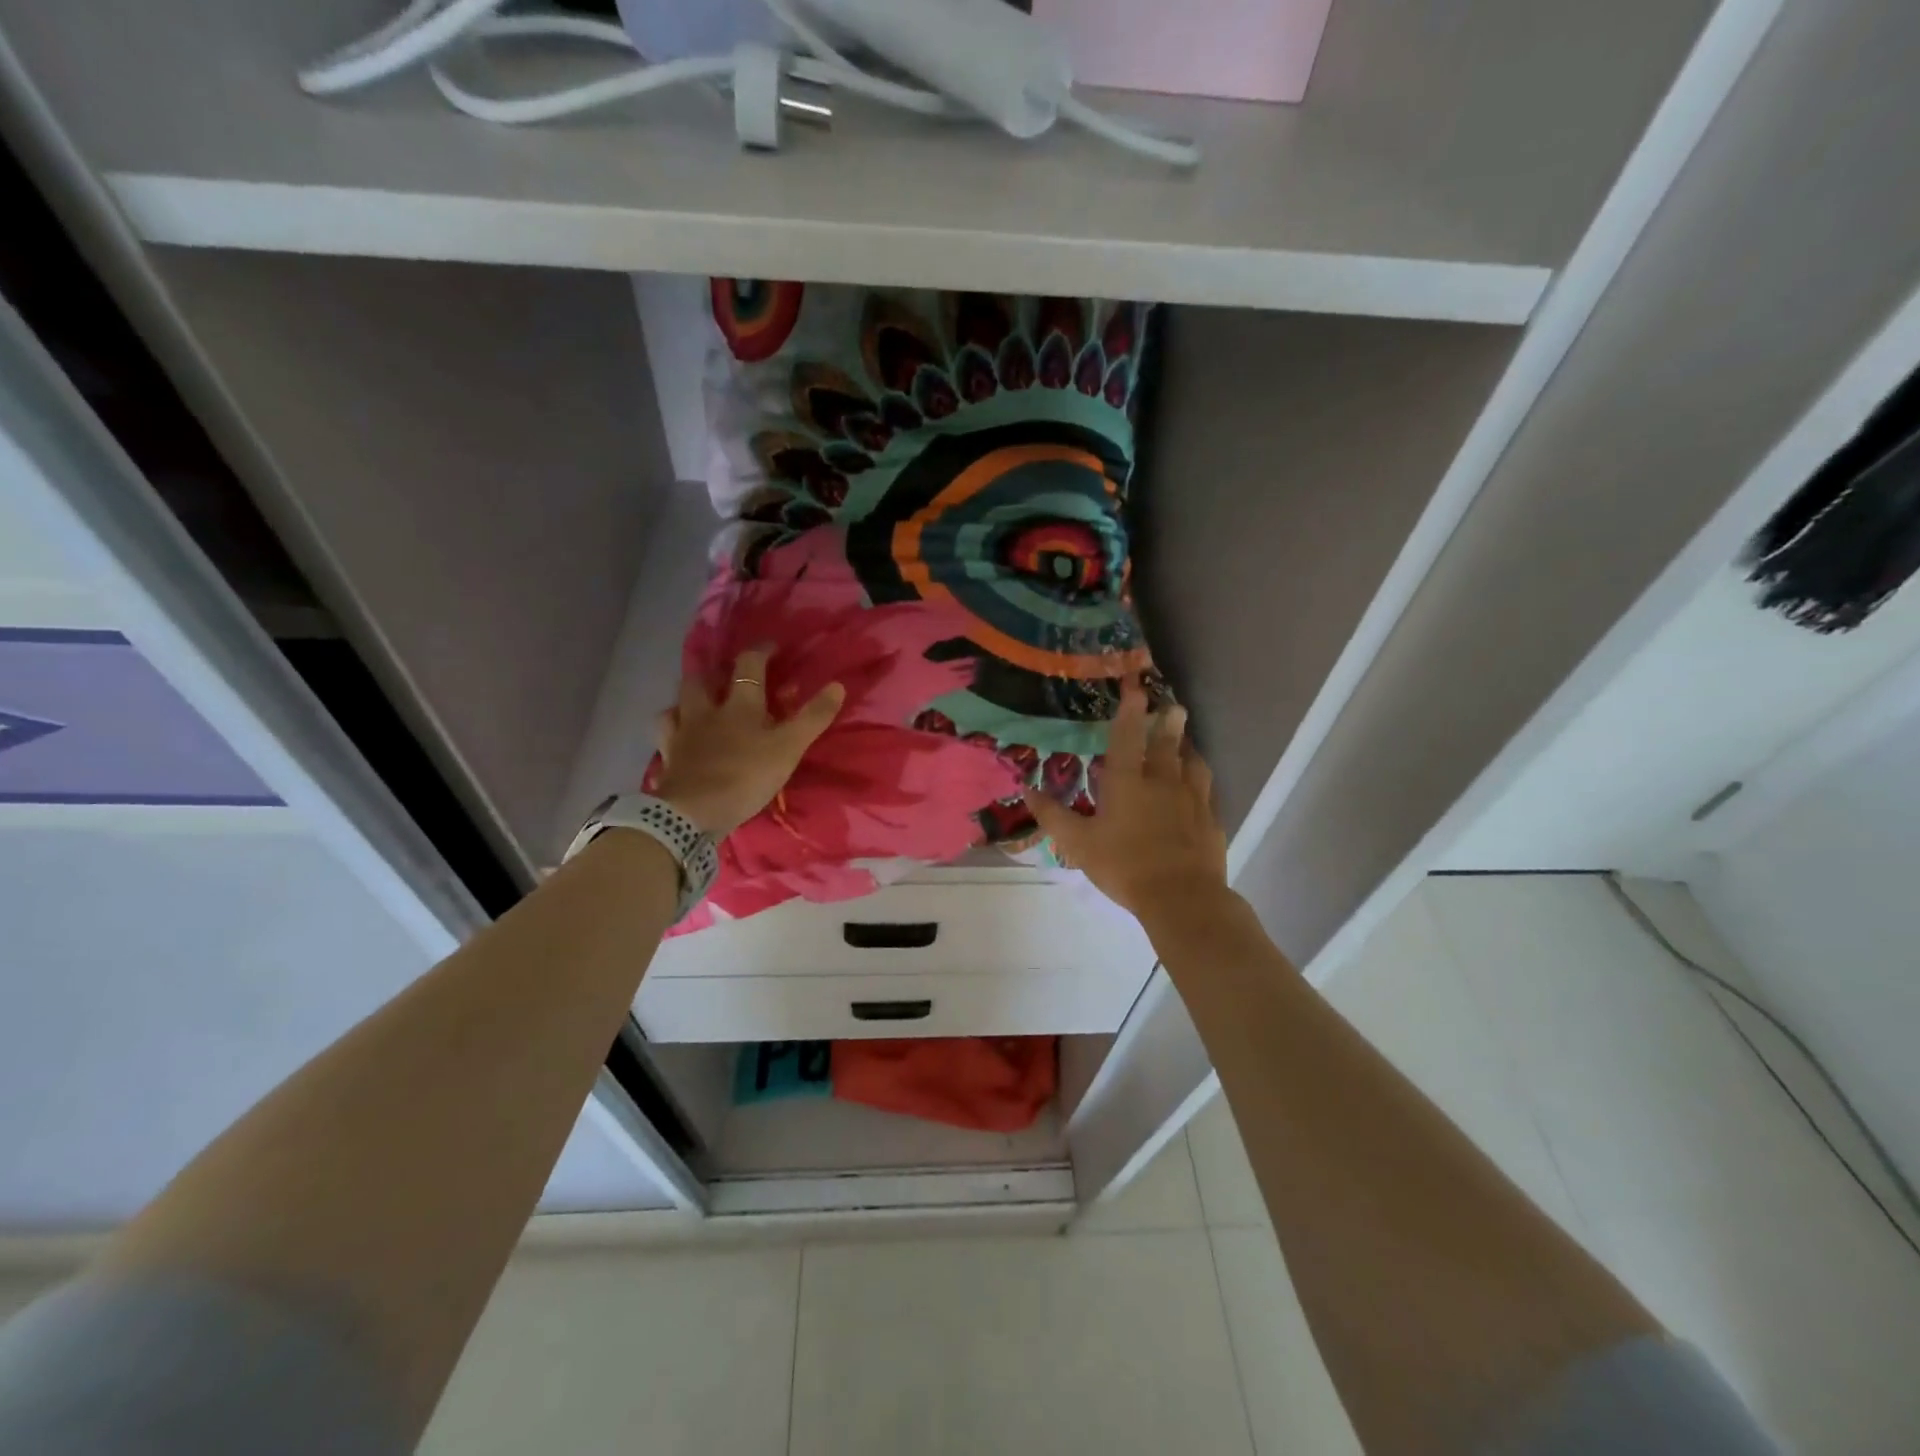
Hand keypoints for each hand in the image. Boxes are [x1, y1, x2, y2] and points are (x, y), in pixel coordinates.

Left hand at [652, 647, 843, 836]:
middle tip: (726, 675)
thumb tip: (837, 685)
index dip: (761, 651)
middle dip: (714, 672)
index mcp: (739, 704)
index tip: (772, 647)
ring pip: (678, 703)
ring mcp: (682, 733)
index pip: (749, 665)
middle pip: (703, 679)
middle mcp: (707, 711)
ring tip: (699, 703)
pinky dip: (673, 728)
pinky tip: (679, 734)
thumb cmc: (746, 776)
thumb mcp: (789, 748)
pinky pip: (666, 734)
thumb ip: (812, 717)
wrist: (693, 811)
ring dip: (689, 697)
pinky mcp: (668, 756)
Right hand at [1025, 675, 1227, 921]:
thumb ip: (1053, 815)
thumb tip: (1027, 789)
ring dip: (1188, 747)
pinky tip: (1199, 786)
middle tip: (1173, 706)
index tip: (1136, 686)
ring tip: (1187, 741)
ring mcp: (1192, 799)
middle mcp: (1163, 782)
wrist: (1181, 897)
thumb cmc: (1124, 866)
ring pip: (1193, 763)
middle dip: (1168, 722)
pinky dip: (1201, 780)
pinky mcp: (1210, 819)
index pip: (1128, 737)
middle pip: (1167, 743)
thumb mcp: (1078, 843)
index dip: (1130, 710)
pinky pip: (1207, 790)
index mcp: (1128, 783)